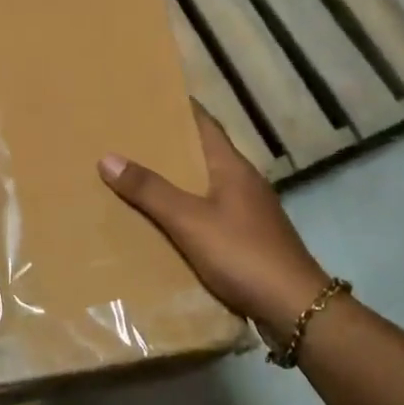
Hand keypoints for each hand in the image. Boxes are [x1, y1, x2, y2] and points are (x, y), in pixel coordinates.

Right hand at [99, 104, 329, 333]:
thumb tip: (108, 157)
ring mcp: (250, 210)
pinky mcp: (250, 237)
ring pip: (207, 183)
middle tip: (132, 136)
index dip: (180, 107)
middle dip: (171, 144)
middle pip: (203, 152)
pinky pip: (212, 211)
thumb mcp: (190, 220)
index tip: (150, 95)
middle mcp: (243, 181)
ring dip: (178, 178)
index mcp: (232, 166)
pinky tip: (168, 221)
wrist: (295, 308)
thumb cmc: (243, 253)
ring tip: (141, 176)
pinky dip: (188, 208)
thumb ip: (151, 190)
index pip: (204, 122)